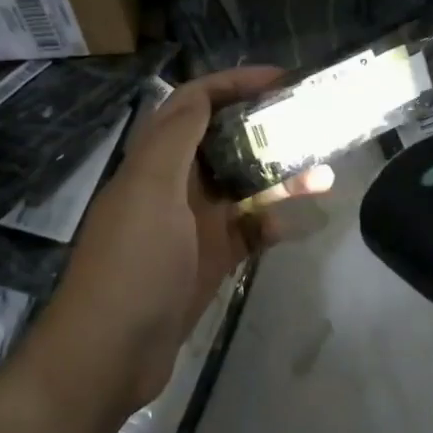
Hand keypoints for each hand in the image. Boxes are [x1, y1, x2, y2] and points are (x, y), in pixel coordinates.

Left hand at [31, 67, 329, 419]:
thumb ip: (176, 140)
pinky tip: (297, 223)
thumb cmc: (132, 264)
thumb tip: (202, 95)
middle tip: (312, 122)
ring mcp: (191, 225)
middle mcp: (172, 184)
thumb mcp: (150, 191)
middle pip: (223, 141)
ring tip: (323, 170)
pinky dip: (270, 222)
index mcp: (155, 160)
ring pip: (241, 186)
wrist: (109, 354)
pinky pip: (246, 230)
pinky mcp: (207, 260)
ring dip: (279, 177)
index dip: (234, 83)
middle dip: (265, 128)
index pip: (194, 103)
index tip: (282, 79)